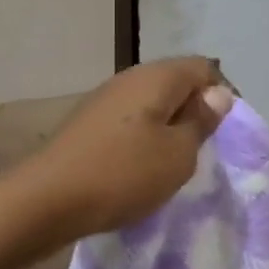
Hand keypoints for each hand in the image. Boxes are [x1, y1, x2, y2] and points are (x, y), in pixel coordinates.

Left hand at [18, 57, 234, 242]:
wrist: (46, 200)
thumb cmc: (123, 174)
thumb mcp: (178, 154)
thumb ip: (201, 121)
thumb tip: (218, 93)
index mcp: (156, 77)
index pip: (203, 67)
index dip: (220, 96)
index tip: (222, 134)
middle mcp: (129, 78)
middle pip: (175, 83)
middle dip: (193, 113)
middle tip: (200, 152)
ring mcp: (104, 100)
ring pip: (151, 104)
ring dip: (167, 129)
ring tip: (171, 164)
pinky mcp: (88, 124)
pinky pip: (129, 122)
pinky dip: (142, 140)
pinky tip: (139, 168)